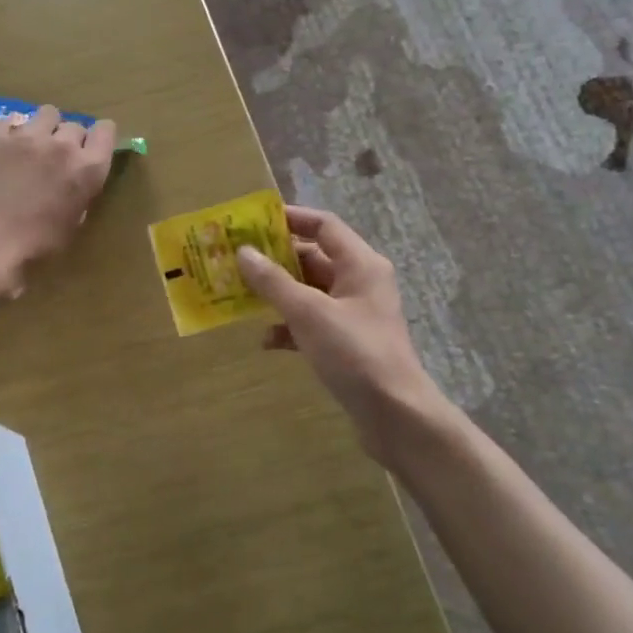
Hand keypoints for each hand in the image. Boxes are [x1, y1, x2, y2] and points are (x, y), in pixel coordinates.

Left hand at [0, 106, 115, 294]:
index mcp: (88, 168)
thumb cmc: (38, 245)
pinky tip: (1, 151)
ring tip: (29, 147)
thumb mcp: (74, 222)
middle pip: (74, 125)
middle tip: (54, 159)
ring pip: (45, 114)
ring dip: (42, 128)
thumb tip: (74, 182)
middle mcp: (62, 144)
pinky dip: (9, 133)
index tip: (89, 148)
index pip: (105, 130)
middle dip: (67, 139)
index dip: (98, 137)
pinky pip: (9, 122)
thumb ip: (80, 193)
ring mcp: (27, 135)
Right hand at [236, 206, 446, 462]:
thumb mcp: (308, 313)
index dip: (290, 219)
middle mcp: (360, 283)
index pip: (324, 226)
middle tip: (237, 260)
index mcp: (360, 264)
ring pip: (309, 293)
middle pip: (314, 258)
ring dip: (278, 294)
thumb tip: (244, 252)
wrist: (395, 414)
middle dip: (276, 260)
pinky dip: (289, 328)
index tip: (253, 222)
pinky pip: (312, 324)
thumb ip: (273, 282)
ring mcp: (354, 315)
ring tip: (241, 296)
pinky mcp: (347, 344)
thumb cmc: (354, 353)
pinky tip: (265, 341)